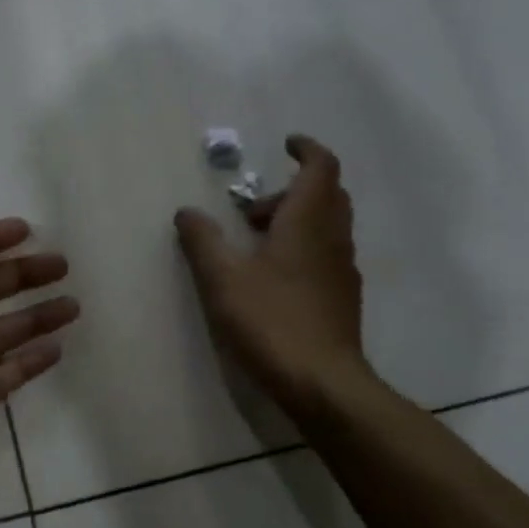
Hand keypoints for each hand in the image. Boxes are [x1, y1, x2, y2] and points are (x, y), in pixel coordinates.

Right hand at [175, 135, 369, 417]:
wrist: (322, 383)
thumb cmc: (272, 321)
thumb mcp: (223, 278)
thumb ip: (203, 241)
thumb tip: (186, 212)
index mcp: (308, 222)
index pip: (321, 168)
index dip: (306, 150)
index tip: (285, 144)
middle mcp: (333, 239)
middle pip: (327, 195)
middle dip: (292, 190)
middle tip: (251, 208)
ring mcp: (342, 270)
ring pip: (327, 226)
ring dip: (295, 221)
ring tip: (254, 244)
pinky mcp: (342, 299)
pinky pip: (324, 254)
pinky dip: (302, 247)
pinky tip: (272, 277)